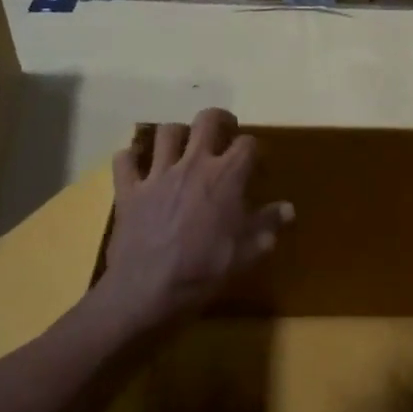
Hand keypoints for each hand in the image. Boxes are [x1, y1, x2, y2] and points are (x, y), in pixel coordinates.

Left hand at [100, 108, 292, 328]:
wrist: (149, 291)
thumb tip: (288, 209)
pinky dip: (131, 157)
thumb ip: (267, 225)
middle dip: (219, 120)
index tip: (256, 165)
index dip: (254, 150)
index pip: (247, 144)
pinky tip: (137, 163)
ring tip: (182, 146)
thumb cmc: (205, 272)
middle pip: (207, 121)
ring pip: (166, 132)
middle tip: (224, 130)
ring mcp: (157, 174)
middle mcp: (193, 164)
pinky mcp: (128, 190)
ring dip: (177, 134)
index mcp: (226, 177)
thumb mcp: (246, 253)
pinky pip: (125, 159)